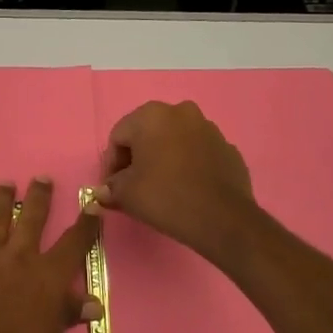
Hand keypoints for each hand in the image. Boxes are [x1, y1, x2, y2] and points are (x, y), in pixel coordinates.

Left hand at [0, 178, 101, 332]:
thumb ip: (68, 313)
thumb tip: (92, 303)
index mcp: (48, 277)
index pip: (74, 243)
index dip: (86, 223)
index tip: (92, 205)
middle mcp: (18, 260)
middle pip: (31, 219)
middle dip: (38, 197)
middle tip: (40, 178)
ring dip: (0, 201)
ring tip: (4, 185)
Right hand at [94, 101, 262, 264]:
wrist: (222, 219)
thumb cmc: (165, 197)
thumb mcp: (126, 194)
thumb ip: (111, 188)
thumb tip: (104, 191)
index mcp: (151, 116)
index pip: (118, 137)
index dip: (112, 163)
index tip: (113, 187)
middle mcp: (181, 112)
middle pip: (147, 134)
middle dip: (138, 157)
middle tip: (134, 185)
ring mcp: (209, 128)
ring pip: (175, 141)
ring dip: (164, 158)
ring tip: (162, 187)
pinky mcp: (228, 148)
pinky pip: (198, 153)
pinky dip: (188, 165)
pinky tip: (187, 188)